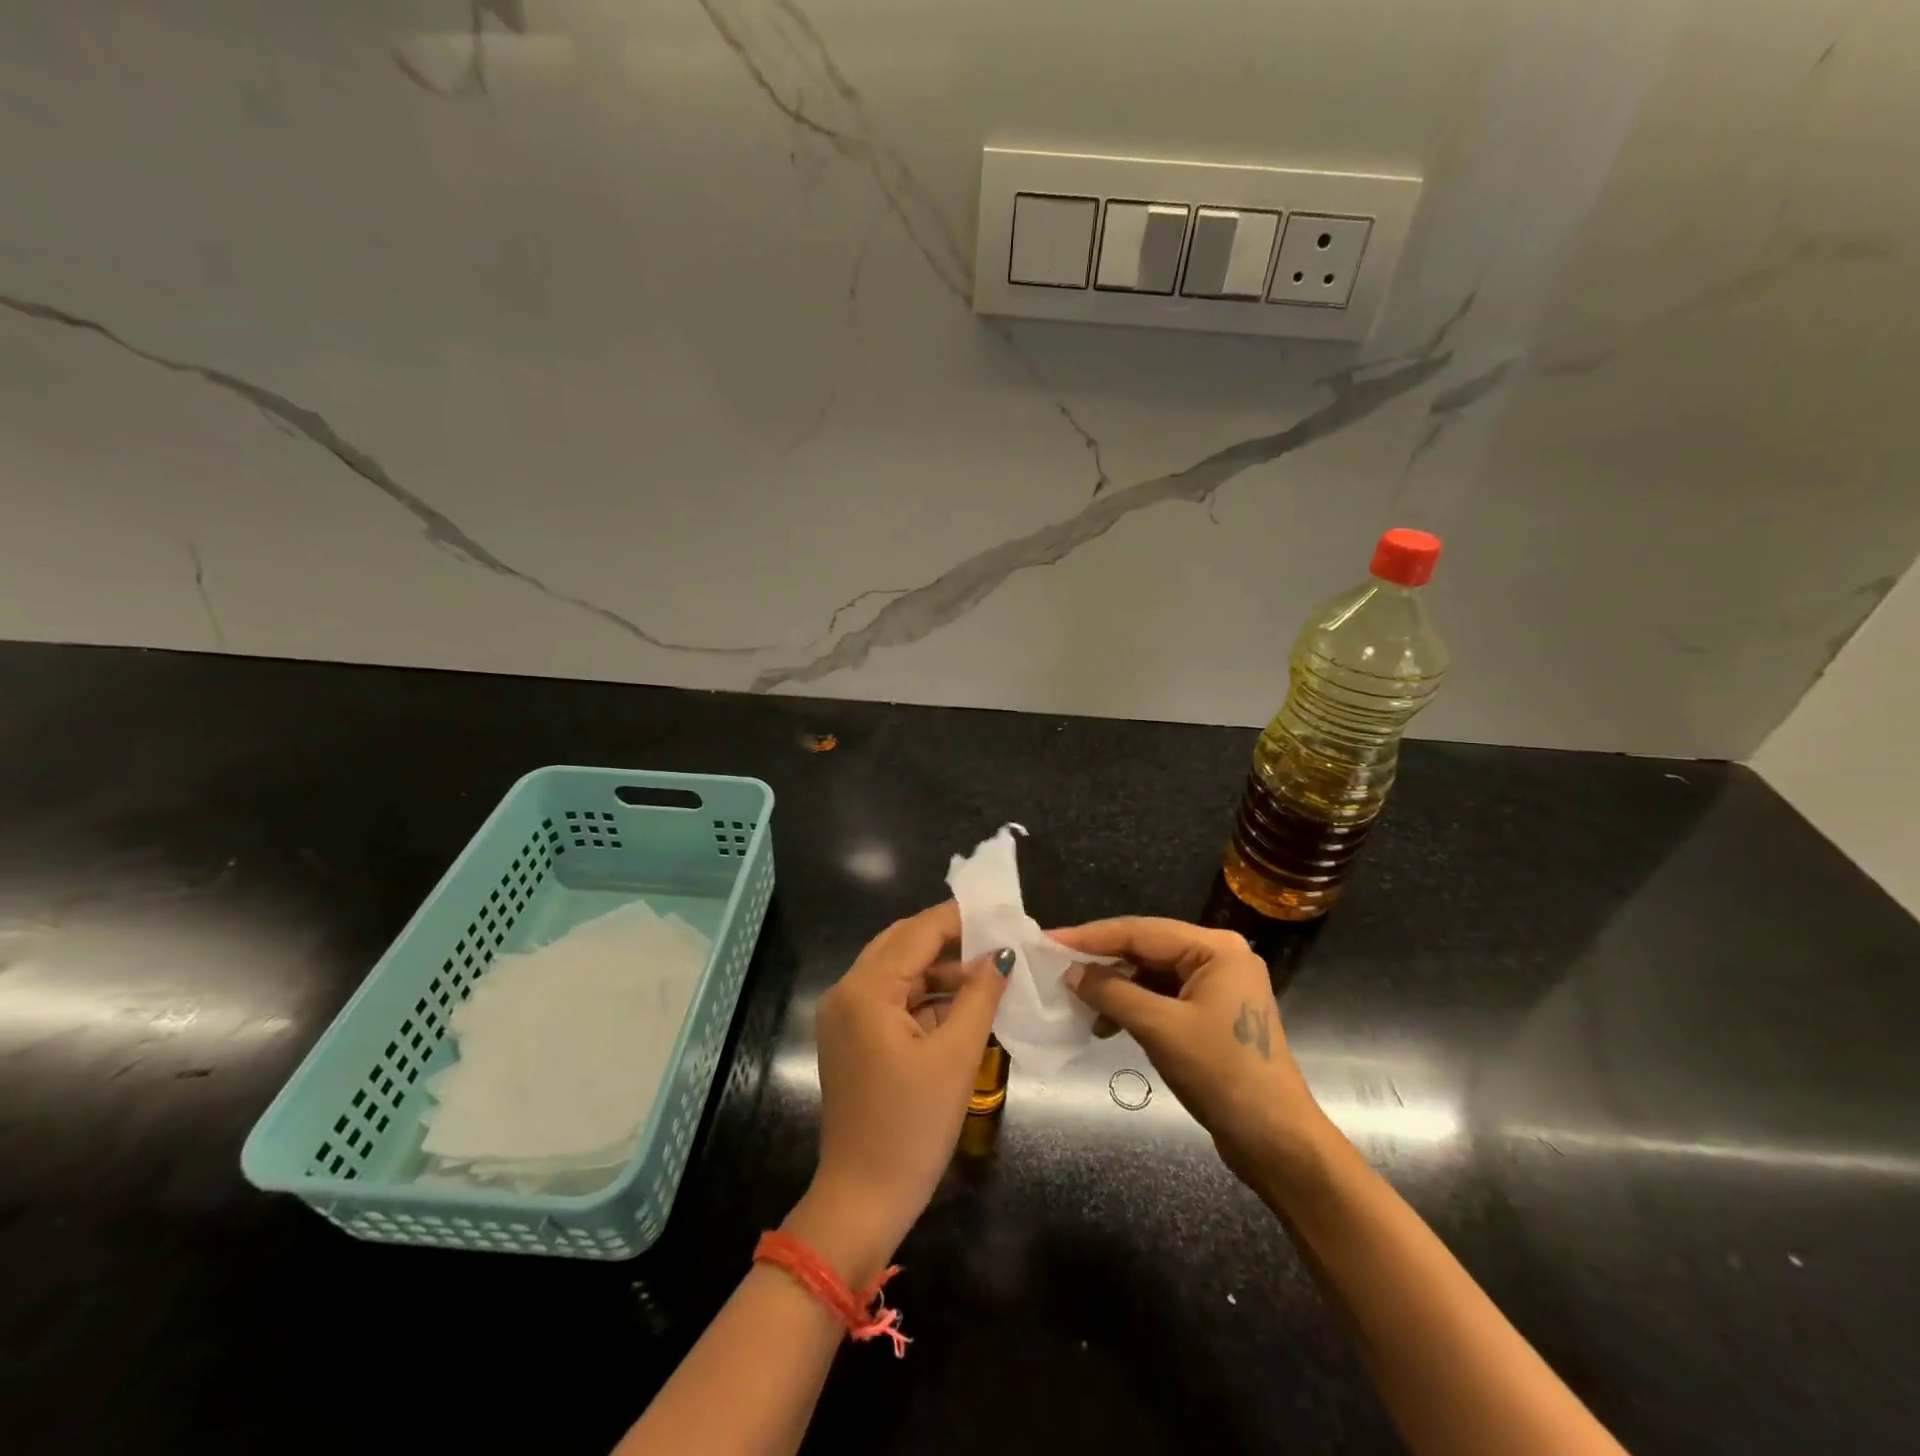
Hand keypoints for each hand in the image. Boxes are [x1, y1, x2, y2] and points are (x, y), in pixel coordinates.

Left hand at [787, 901, 1008, 1284]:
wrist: (863, 1201)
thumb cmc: (911, 1127)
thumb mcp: (956, 1056)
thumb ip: (980, 996)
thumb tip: (1001, 955)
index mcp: (865, 989)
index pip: (917, 932)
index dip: (959, 919)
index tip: (1001, 912)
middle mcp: (846, 992)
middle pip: (902, 946)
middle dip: (950, 941)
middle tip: (997, 940)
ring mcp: (845, 1017)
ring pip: (899, 974)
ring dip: (940, 972)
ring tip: (989, 974)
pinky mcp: (852, 1040)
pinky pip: (893, 1002)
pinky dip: (926, 999)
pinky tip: (963, 1006)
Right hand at [1054, 917, 1330, 1189]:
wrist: (1277, 1142)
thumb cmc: (1222, 1075)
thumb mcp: (1160, 1029)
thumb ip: (1112, 993)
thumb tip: (1070, 973)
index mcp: (1215, 948)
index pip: (1141, 931)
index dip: (1091, 937)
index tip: (1049, 940)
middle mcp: (1218, 957)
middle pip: (1147, 948)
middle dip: (1102, 961)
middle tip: (1057, 967)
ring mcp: (1218, 986)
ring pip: (1152, 973)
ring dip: (1116, 987)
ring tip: (1080, 1004)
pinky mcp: (1212, 1013)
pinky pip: (1162, 996)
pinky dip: (1134, 1006)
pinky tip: (1108, 1025)